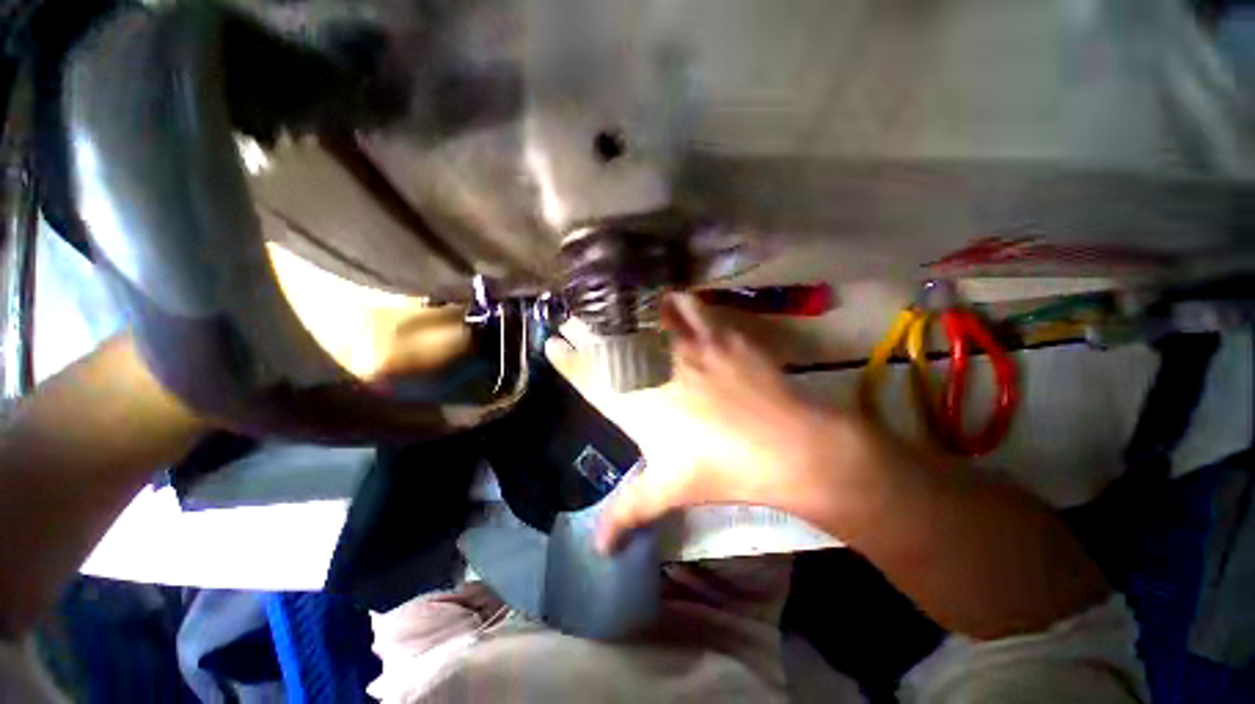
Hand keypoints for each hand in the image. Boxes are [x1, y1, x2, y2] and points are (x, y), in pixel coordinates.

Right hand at [546, 294, 863, 552]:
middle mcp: (653, 369)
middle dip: (585, 329)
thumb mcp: (669, 491)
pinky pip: (690, 309)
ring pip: (645, 318)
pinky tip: (672, 300)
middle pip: (610, 341)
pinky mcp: (717, 336)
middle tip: (574, 318)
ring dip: (626, 311)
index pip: (589, 376)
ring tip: (617, 307)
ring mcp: (687, 347)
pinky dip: (677, 302)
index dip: (567, 358)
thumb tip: (597, 548)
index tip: (553, 341)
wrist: (785, 446)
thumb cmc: (721, 470)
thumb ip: (628, 512)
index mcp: (635, 405)